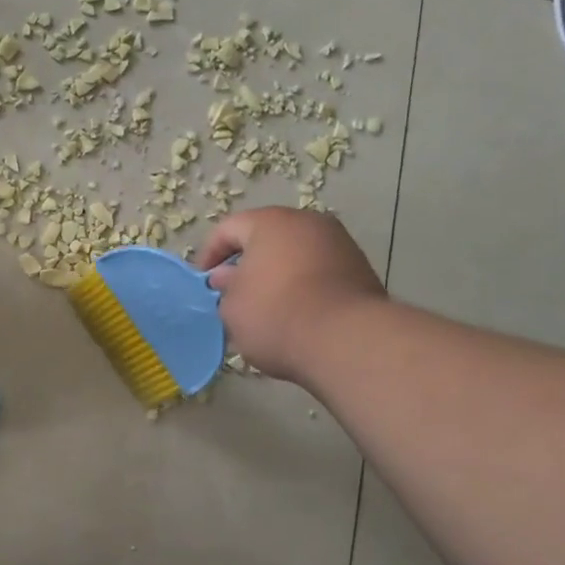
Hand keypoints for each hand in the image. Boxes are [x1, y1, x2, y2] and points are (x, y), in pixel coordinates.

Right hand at [196, 207, 385, 382]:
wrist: (346, 341)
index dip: (209, 254)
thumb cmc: (275, 316)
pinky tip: (295, 316)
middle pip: (267, 238)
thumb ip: (225, 288)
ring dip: (277, 276)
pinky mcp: (361, 270)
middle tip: (233, 295)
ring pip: (296, 256)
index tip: (204, 283)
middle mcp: (308, 223)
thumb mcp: (232, 308)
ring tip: (265, 310)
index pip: (229, 228)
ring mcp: (340, 244)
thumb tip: (227, 277)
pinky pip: (319, 273)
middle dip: (247, 264)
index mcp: (270, 223)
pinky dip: (303, 288)